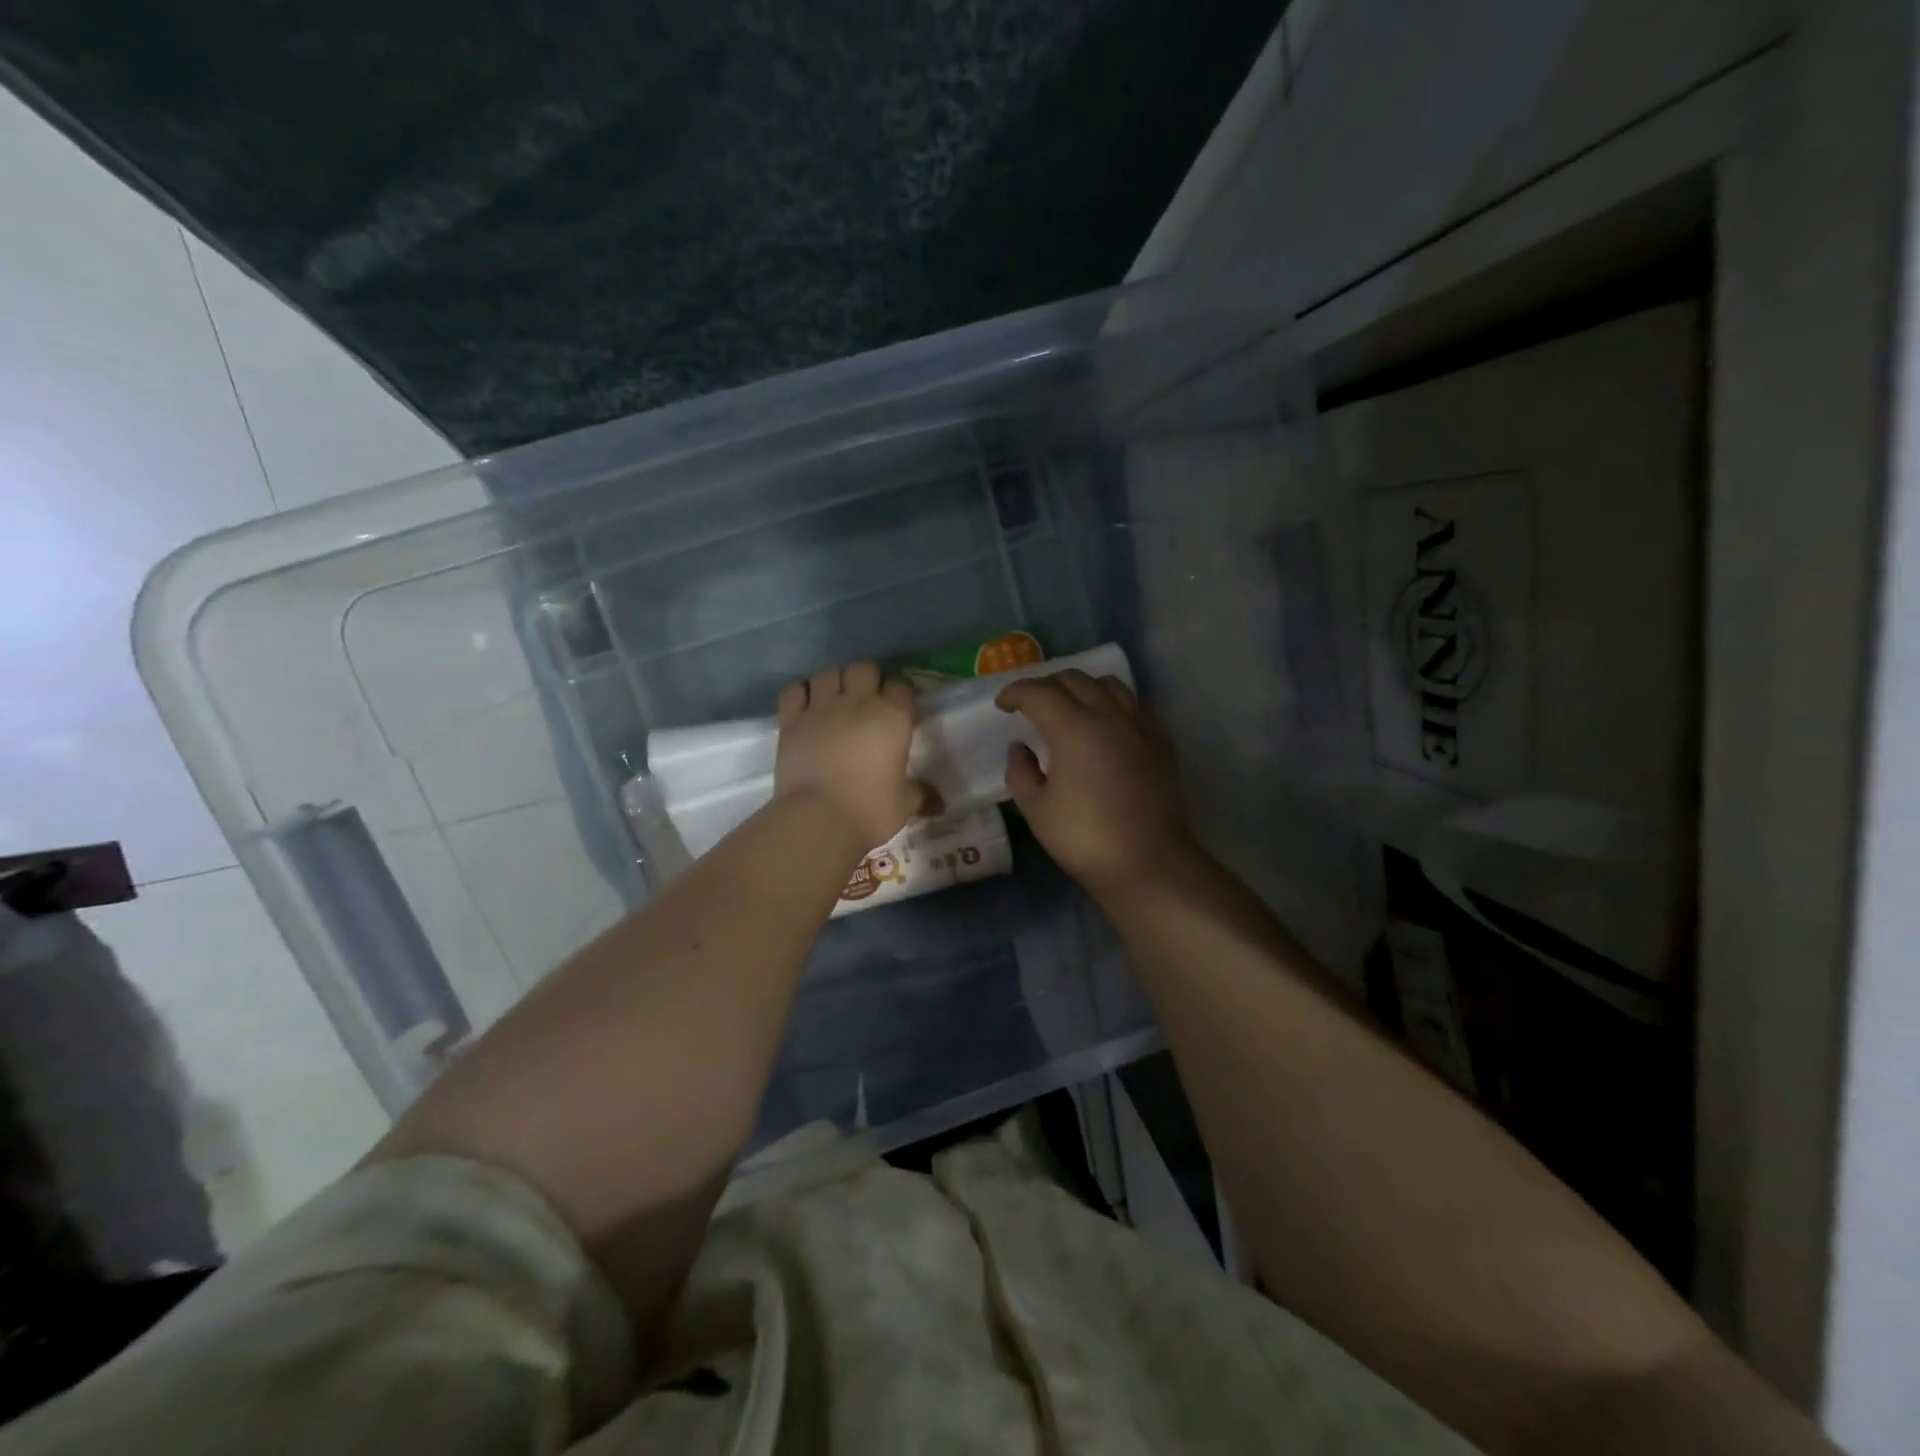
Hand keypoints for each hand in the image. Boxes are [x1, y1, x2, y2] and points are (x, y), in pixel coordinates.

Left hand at [775, 661, 926, 855]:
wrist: (819, 819)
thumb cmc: (870, 811)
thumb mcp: (905, 805)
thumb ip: (921, 794)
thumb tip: (939, 802)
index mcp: (892, 717)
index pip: (901, 685)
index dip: (901, 692)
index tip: (900, 705)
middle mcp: (857, 703)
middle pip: (864, 668)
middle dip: (868, 678)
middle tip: (868, 699)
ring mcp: (821, 708)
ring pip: (828, 674)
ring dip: (834, 682)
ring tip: (835, 699)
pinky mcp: (791, 720)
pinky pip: (794, 690)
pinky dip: (801, 693)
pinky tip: (806, 704)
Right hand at [996, 670, 1198, 896]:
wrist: (1148, 862)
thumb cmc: (1085, 838)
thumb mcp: (1036, 810)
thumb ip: (1021, 772)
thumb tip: (1019, 748)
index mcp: (1073, 727)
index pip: (1039, 692)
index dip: (1015, 692)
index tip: (1002, 705)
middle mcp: (1108, 715)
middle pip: (1074, 679)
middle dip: (1046, 686)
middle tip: (1031, 706)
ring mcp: (1139, 725)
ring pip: (1108, 684)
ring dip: (1082, 687)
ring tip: (1069, 708)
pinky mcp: (1160, 741)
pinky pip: (1133, 704)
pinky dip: (1111, 703)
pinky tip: (1105, 726)